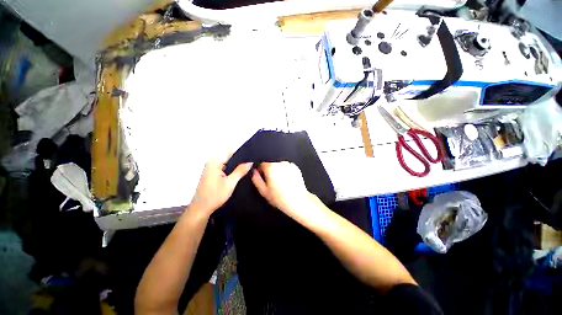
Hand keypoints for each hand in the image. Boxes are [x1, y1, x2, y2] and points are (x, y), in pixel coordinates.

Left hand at [191, 157, 252, 215]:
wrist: (201, 209)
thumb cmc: (215, 195)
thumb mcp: (230, 183)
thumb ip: (240, 171)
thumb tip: (250, 162)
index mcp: (215, 162)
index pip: (230, 150)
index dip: (241, 151)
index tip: (251, 153)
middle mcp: (211, 162)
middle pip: (228, 156)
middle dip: (239, 158)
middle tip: (251, 162)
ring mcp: (210, 168)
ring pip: (226, 162)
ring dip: (235, 164)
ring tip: (248, 166)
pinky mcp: (211, 173)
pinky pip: (223, 167)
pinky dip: (231, 169)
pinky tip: (239, 172)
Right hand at [251, 162, 313, 216]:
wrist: (298, 201)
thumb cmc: (280, 198)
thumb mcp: (263, 191)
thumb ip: (256, 179)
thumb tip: (254, 172)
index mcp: (271, 167)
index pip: (261, 164)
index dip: (261, 172)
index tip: (263, 179)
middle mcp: (280, 163)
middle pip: (271, 164)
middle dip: (270, 172)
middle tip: (272, 183)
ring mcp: (289, 165)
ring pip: (279, 166)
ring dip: (278, 171)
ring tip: (281, 183)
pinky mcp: (296, 168)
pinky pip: (287, 168)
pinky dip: (286, 172)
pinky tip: (287, 181)